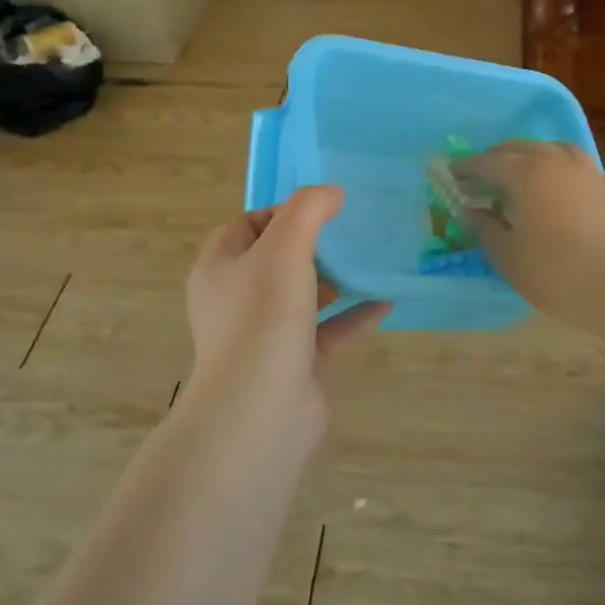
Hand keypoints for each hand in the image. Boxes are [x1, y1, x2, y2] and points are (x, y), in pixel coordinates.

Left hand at [184, 186, 390, 436]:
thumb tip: (330, 192)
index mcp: (219, 268)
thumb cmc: (263, 318)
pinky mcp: (293, 364)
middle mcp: (236, 300)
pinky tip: (385, 302)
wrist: (261, 412)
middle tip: (348, 232)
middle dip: (311, 244)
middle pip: (275, 260)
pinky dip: (353, 315)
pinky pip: (327, 331)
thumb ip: (308, 210)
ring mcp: (264, 335)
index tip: (320, 210)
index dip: (280, 212)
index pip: (246, 225)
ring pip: (302, 296)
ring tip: (370, 260)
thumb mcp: (284, 248)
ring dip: (334, 279)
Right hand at [453, 141, 604, 336]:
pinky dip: (557, 172)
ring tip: (521, 177)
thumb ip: (484, 228)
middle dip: (496, 159)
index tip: (452, 175)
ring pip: (551, 151)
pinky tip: (558, 193)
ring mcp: (588, 170)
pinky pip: (575, 168)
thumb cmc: (558, 273)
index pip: (487, 162)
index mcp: (525, 173)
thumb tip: (470, 210)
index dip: (467, 168)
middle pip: (519, 148)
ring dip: (530, 159)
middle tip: (482, 178)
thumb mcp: (508, 257)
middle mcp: (556, 160)